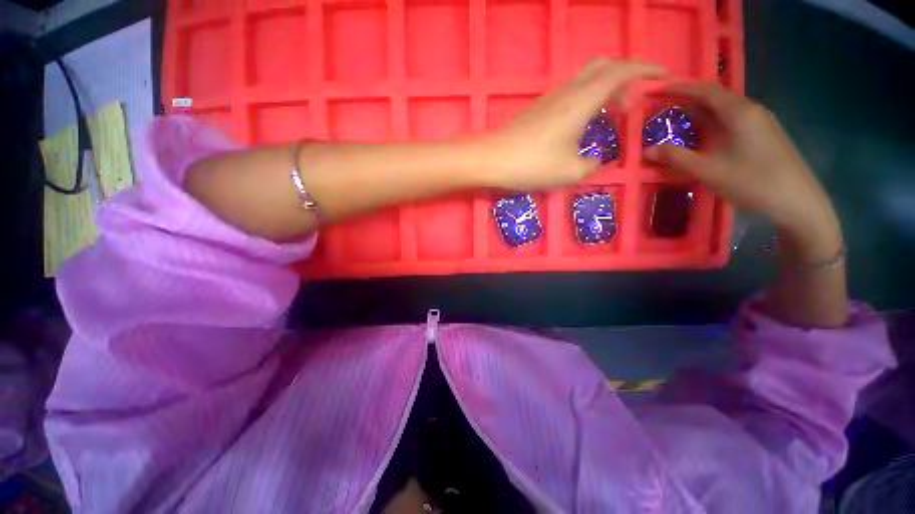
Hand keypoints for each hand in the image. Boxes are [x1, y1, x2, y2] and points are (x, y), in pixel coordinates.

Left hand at [478, 58, 664, 190]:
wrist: (492, 160)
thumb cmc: (532, 165)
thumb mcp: (570, 172)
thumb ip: (591, 166)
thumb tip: (597, 163)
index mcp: (582, 101)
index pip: (621, 72)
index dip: (645, 70)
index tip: (664, 76)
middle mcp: (567, 93)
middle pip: (603, 69)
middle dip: (625, 79)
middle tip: (633, 104)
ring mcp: (550, 100)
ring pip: (585, 82)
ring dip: (604, 92)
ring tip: (612, 117)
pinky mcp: (538, 111)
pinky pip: (571, 96)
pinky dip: (586, 102)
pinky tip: (583, 125)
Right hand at [644, 83, 842, 261]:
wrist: (798, 202)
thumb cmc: (754, 182)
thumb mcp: (710, 171)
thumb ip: (677, 158)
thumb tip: (647, 150)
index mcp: (739, 113)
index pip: (706, 91)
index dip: (681, 88)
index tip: (659, 88)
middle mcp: (751, 111)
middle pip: (716, 98)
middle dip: (688, 100)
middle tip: (663, 106)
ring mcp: (760, 124)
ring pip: (724, 111)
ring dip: (700, 113)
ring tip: (677, 120)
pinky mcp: (763, 136)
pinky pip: (731, 122)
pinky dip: (711, 124)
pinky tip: (702, 136)